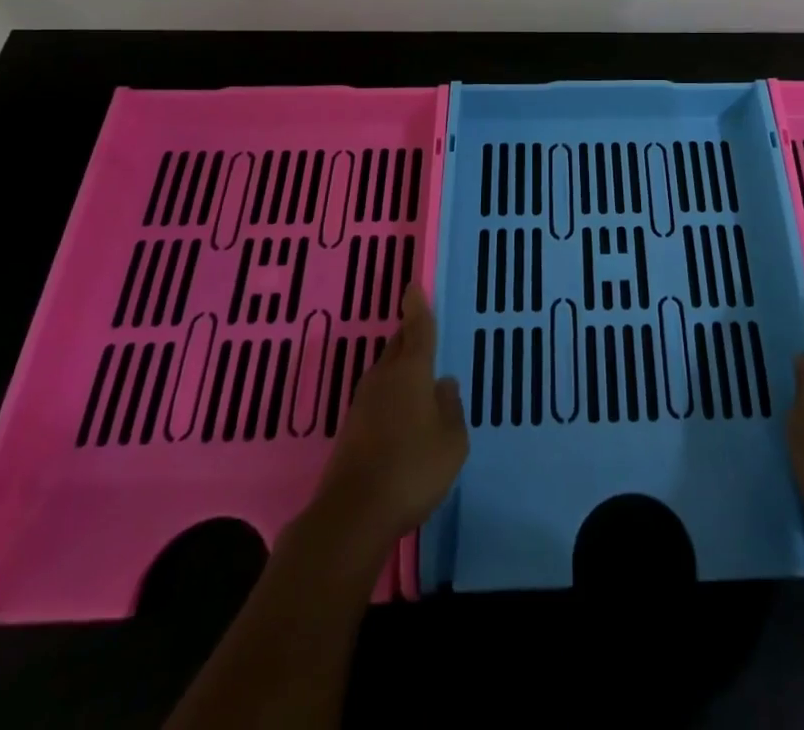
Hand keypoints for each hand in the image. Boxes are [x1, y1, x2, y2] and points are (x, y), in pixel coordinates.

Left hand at [312, 284, 467, 556]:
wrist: (352, 515)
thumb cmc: (413, 469)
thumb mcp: (452, 440)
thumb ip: (451, 408)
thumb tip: (442, 385)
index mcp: (411, 371)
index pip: (417, 329)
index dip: (417, 307)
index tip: (412, 287)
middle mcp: (384, 378)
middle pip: (397, 347)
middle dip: (409, 336)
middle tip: (422, 331)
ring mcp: (362, 404)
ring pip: (385, 372)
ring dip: (400, 369)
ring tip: (418, 377)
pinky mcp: (351, 430)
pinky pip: (378, 398)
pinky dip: (391, 396)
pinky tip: (402, 415)